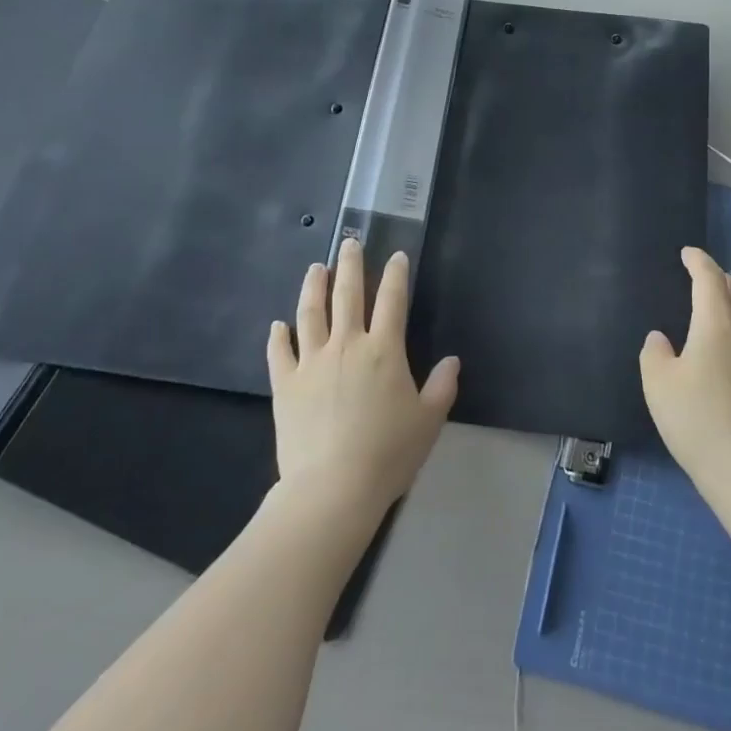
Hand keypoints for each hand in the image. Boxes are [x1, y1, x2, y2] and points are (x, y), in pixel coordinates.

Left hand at [266, 239, 459, 520]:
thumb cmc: (388, 453)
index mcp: (384, 350)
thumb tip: (451, 361)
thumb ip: (442, 386)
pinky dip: (279, 335)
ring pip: (310, 313)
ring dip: (314, 287)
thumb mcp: (428, 421)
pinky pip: (279, 352)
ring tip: (316, 268)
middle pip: (348, 294)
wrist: (333, 487)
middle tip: (349, 243)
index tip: (396, 256)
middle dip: (350, 265)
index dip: (395, 275)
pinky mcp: (285, 384)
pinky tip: (278, 325)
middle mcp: (347, 344)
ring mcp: (311, 361)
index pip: (392, 300)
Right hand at [640, 248, 730, 506]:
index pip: (710, 278)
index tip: (688, 253)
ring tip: (721, 312)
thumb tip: (661, 339)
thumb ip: (655, 354)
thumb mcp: (658, 385)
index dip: (698, 261)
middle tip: (702, 281)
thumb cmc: (697, 421)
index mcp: (717, 323)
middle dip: (721, 278)